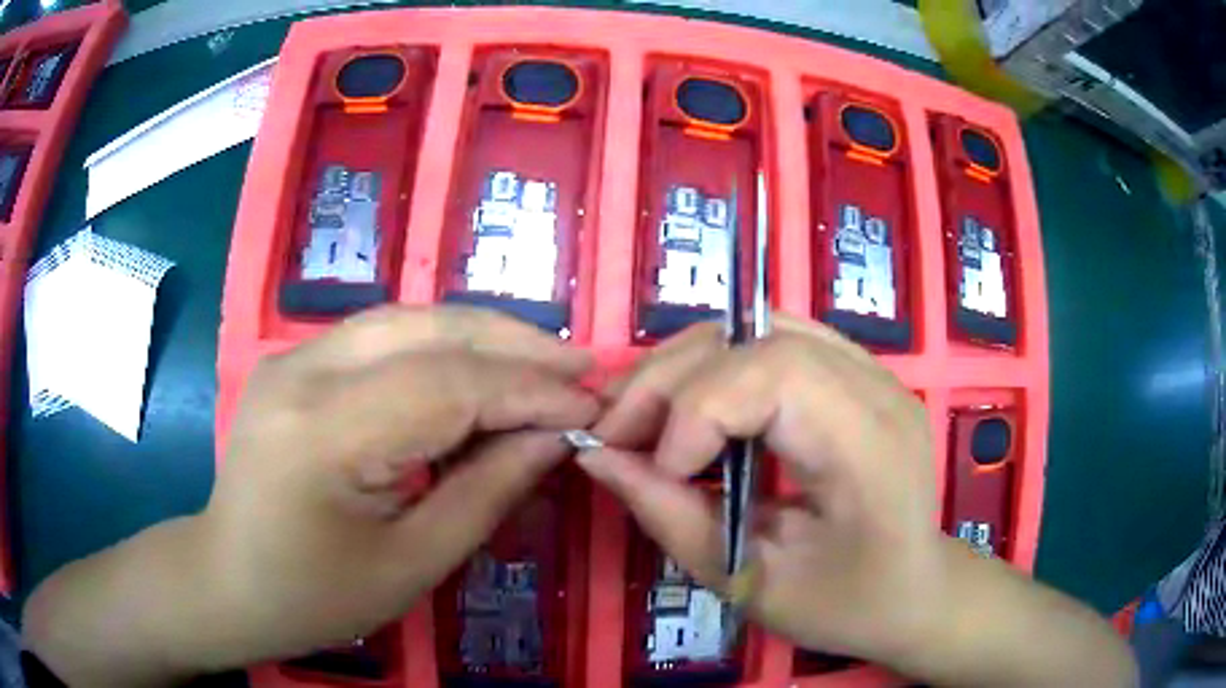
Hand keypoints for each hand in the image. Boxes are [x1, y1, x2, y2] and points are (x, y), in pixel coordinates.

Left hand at [24, 306, 600, 684]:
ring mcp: (292, 355)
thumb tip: (553, 439)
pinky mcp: (294, 358)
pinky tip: (479, 367)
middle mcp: (301, 372)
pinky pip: (383, 336)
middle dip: (515, 345)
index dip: (529, 391)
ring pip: (407, 318)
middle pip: (427, 329)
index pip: (446, 386)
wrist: (227, 577)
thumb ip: (485, 493)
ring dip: (483, 335)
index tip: (590, 406)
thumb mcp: (410, 565)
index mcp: (322, 435)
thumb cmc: (314, 595)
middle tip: (581, 366)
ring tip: (545, 361)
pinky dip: (443, 345)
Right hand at [580, 315, 946, 663]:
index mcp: (871, 447)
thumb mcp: (753, 582)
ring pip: (757, 328)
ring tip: (644, 420)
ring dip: (686, 368)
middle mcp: (877, 389)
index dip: (696, 411)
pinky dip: (717, 368)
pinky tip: (694, 411)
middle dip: (670, 380)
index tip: (657, 470)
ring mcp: (871, 370)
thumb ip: (672, 516)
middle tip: (617, 434)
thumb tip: (597, 457)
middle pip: (756, 338)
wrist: (915, 588)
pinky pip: (772, 342)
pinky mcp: (855, 372)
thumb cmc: (846, 604)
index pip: (775, 374)